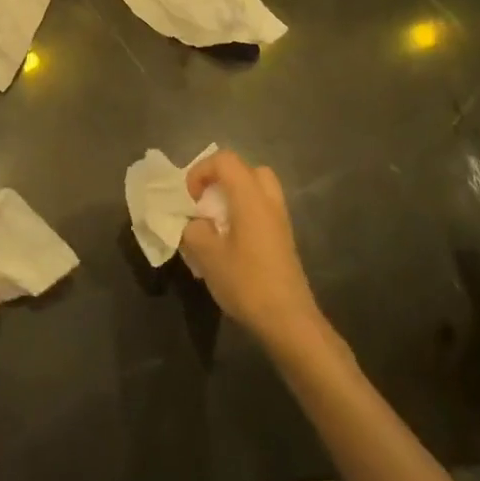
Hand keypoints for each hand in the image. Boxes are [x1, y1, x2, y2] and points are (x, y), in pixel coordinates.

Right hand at [181, 151, 328, 354]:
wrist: (289, 320)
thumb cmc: (247, 282)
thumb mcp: (207, 255)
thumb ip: (194, 230)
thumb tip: (195, 224)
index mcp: (250, 197)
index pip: (225, 160)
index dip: (201, 171)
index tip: (190, 199)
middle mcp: (269, 201)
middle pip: (246, 170)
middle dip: (221, 180)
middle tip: (206, 203)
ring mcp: (280, 220)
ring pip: (257, 190)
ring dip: (233, 198)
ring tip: (216, 224)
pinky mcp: (283, 239)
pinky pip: (262, 210)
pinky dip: (244, 214)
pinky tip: (231, 243)